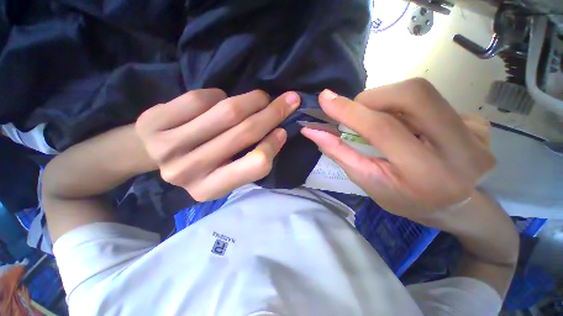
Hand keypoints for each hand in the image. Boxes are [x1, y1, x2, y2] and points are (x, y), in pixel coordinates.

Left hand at [136, 89, 299, 200]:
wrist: (151, 155)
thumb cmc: (199, 164)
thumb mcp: (226, 172)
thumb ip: (249, 158)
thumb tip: (277, 131)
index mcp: (211, 188)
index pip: (255, 165)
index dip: (273, 145)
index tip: (283, 130)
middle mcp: (190, 171)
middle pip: (243, 133)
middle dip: (272, 113)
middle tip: (289, 100)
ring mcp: (170, 146)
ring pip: (226, 112)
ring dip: (252, 100)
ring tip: (261, 97)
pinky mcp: (156, 121)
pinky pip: (201, 99)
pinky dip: (219, 94)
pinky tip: (220, 99)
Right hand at [301, 79, 494, 218]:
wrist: (456, 207)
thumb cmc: (405, 199)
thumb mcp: (367, 181)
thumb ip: (340, 153)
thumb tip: (312, 131)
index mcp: (426, 174)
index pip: (383, 129)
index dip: (350, 111)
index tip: (326, 99)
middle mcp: (461, 150)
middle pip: (412, 95)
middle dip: (373, 97)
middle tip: (358, 111)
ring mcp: (476, 133)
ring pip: (422, 93)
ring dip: (388, 102)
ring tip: (381, 122)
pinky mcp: (479, 124)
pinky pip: (433, 101)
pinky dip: (408, 109)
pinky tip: (409, 128)